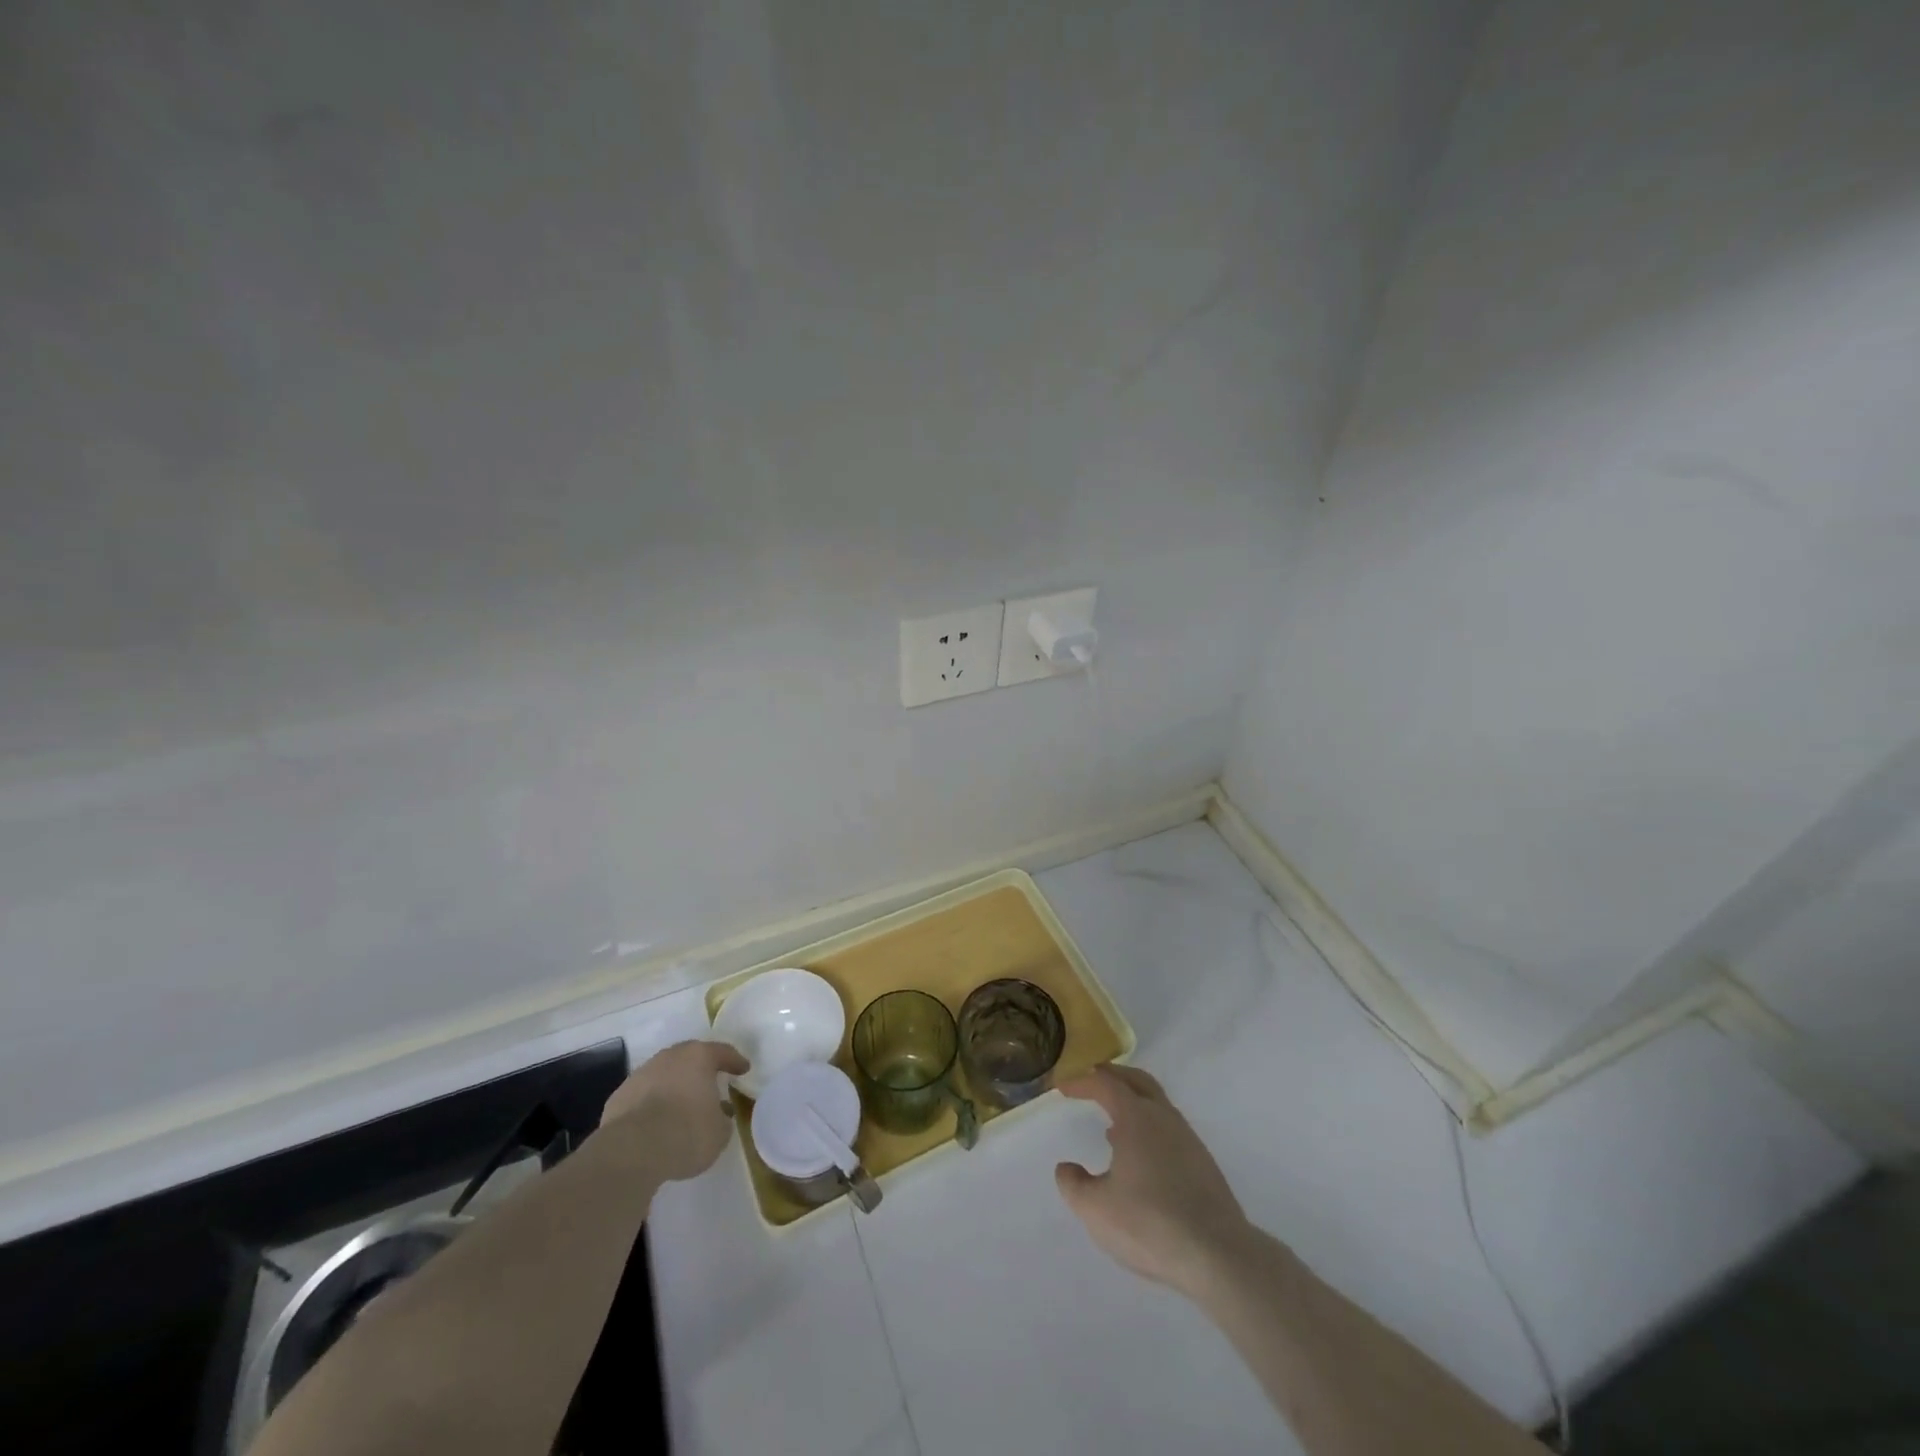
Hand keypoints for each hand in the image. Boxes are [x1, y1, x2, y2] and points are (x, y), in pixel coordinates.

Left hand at [602, 1040, 749, 1182]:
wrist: (631, 1152)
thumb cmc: (686, 1134)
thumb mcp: (719, 1133)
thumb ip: (722, 1118)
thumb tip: (718, 1113)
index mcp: (699, 1057)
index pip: (723, 1052)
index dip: (735, 1061)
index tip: (743, 1069)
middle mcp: (670, 1057)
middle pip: (690, 1057)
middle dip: (700, 1070)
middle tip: (710, 1083)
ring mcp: (641, 1074)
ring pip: (664, 1075)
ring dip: (674, 1087)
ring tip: (680, 1107)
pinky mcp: (619, 1096)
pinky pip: (643, 1096)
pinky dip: (651, 1104)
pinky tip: (654, 1123)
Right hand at [1056, 1064, 1255, 1297]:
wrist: (1218, 1255)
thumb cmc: (1149, 1224)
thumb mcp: (1096, 1209)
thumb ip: (1074, 1185)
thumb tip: (1066, 1169)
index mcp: (1136, 1117)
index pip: (1105, 1083)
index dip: (1082, 1081)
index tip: (1063, 1087)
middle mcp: (1164, 1117)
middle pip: (1137, 1081)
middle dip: (1113, 1076)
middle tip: (1092, 1080)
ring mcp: (1188, 1139)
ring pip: (1157, 1104)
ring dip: (1133, 1103)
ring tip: (1112, 1124)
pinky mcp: (1203, 1164)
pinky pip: (1169, 1129)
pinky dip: (1149, 1127)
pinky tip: (1141, 1158)